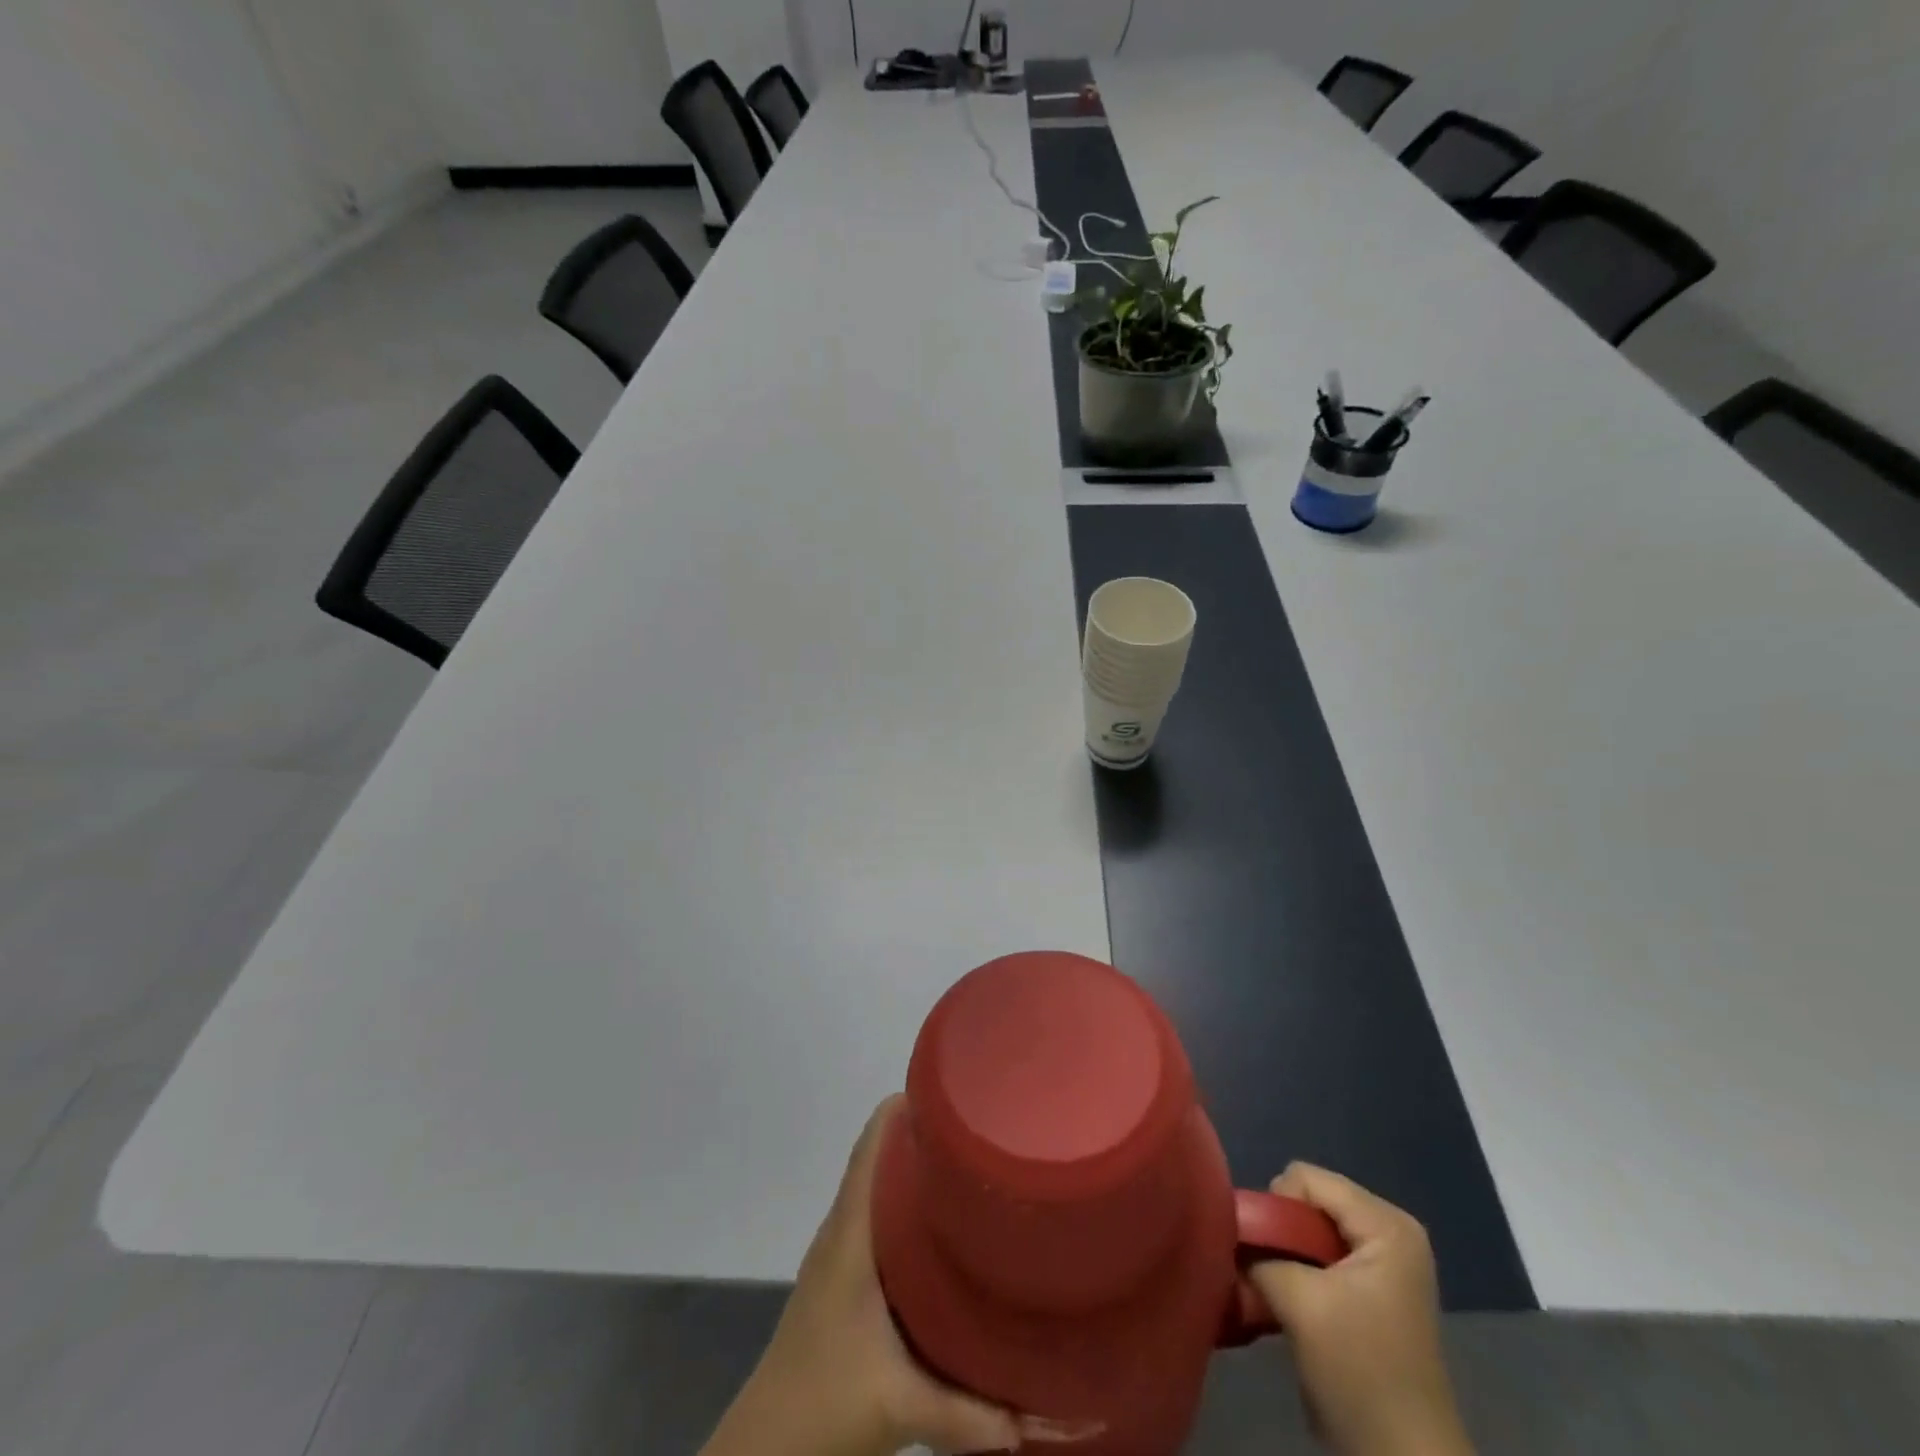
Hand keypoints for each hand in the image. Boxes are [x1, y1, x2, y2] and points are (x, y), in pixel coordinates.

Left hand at [703, 1097, 1087, 1455]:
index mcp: (850, 1232)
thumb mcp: (902, 1403)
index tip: (953, 1087)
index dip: (905, 1106)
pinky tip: (940, 1222)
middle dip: (925, 1132)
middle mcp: (843, 1228)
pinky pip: (876, 1215)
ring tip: (969, 1160)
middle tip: (980, 1122)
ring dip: (915, 1167)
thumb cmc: (825, 1399)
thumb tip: (1042, 1413)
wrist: (766, 1445)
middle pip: (879, 1155)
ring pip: (878, 1186)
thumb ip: (972, 1412)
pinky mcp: (842, 1275)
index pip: (872, 1144)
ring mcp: (839, 1251)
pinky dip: (905, 1200)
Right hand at [1248, 1164, 1473, 1455]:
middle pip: (1307, 1200)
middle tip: (1268, 1275)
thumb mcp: (1300, 1303)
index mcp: (1386, 1224)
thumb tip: (1227, 1231)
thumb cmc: (1360, 1373)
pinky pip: (1320, 1254)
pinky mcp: (1371, 1289)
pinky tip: (1290, 1304)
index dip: (1275, 1208)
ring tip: (1276, 1292)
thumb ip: (1258, 1253)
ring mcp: (1383, 1261)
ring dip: (1285, 1256)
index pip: (1304, 1178)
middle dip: (1279, 1232)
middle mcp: (1389, 1231)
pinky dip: (1297, 1272)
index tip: (1265, 1254)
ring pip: (1308, 1229)